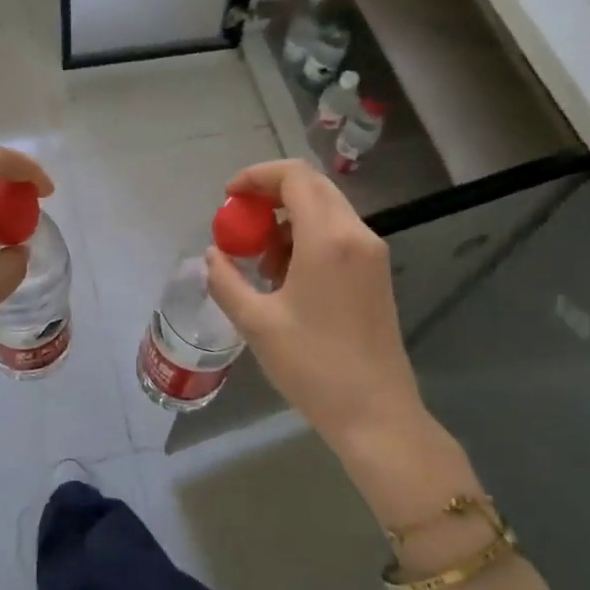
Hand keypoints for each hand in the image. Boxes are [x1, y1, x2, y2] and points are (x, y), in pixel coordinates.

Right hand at [204, 160, 478, 529]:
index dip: (256, 176)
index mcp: (327, 239)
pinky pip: (337, 234)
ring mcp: (371, 253)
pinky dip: (306, 237)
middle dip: (270, 195)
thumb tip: (213, 255)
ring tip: (260, 260)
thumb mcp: (256, 323)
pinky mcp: (376, 273)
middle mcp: (356, 234)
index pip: (294, 177)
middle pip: (311, 187)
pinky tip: (286, 276)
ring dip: (287, 219)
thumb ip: (226, 280)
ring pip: (325, 210)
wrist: (375, 413)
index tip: (228, 197)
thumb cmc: (312, 366)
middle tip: (239, 222)